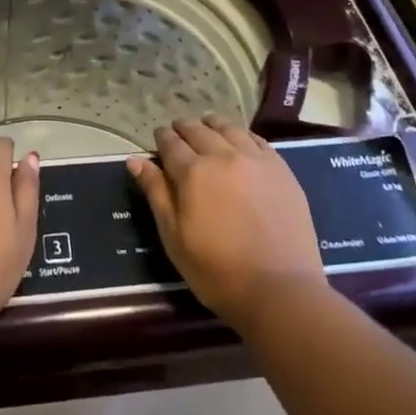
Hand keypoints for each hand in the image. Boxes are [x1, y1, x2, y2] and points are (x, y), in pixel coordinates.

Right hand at [128, 114, 325, 326]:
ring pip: (228, 128)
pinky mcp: (280, 168)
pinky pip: (256, 139)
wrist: (280, 289)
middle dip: (184, 128)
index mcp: (193, 172)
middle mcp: (223, 155)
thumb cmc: (217, 271)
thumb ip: (156, 193)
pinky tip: (239, 139)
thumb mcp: (174, 237)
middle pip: (198, 130)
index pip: (171, 143)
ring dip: (212, 124)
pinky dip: (241, 134)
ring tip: (206, 126)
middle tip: (178, 131)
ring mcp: (255, 159)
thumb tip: (135, 160)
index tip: (159, 138)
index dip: (162, 138)